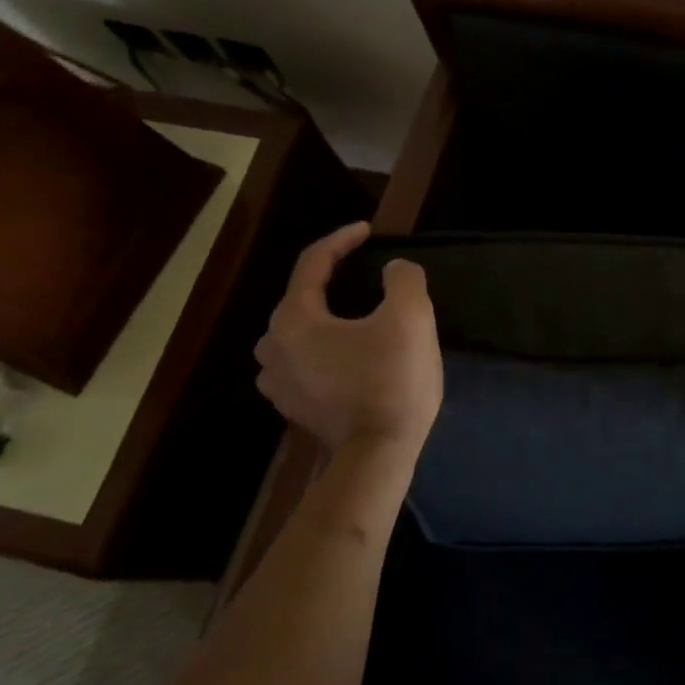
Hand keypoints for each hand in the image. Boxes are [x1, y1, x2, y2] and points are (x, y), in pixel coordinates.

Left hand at [254, 222, 441, 454]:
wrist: (380, 454)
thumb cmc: (392, 380)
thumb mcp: (410, 317)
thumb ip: (402, 278)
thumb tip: (394, 270)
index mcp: (295, 318)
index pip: (313, 263)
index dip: (342, 240)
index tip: (368, 230)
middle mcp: (274, 346)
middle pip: (303, 298)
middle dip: (334, 281)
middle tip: (367, 276)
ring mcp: (278, 382)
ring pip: (301, 332)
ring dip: (327, 318)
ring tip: (358, 316)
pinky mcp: (294, 407)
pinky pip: (306, 362)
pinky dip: (326, 349)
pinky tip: (350, 355)